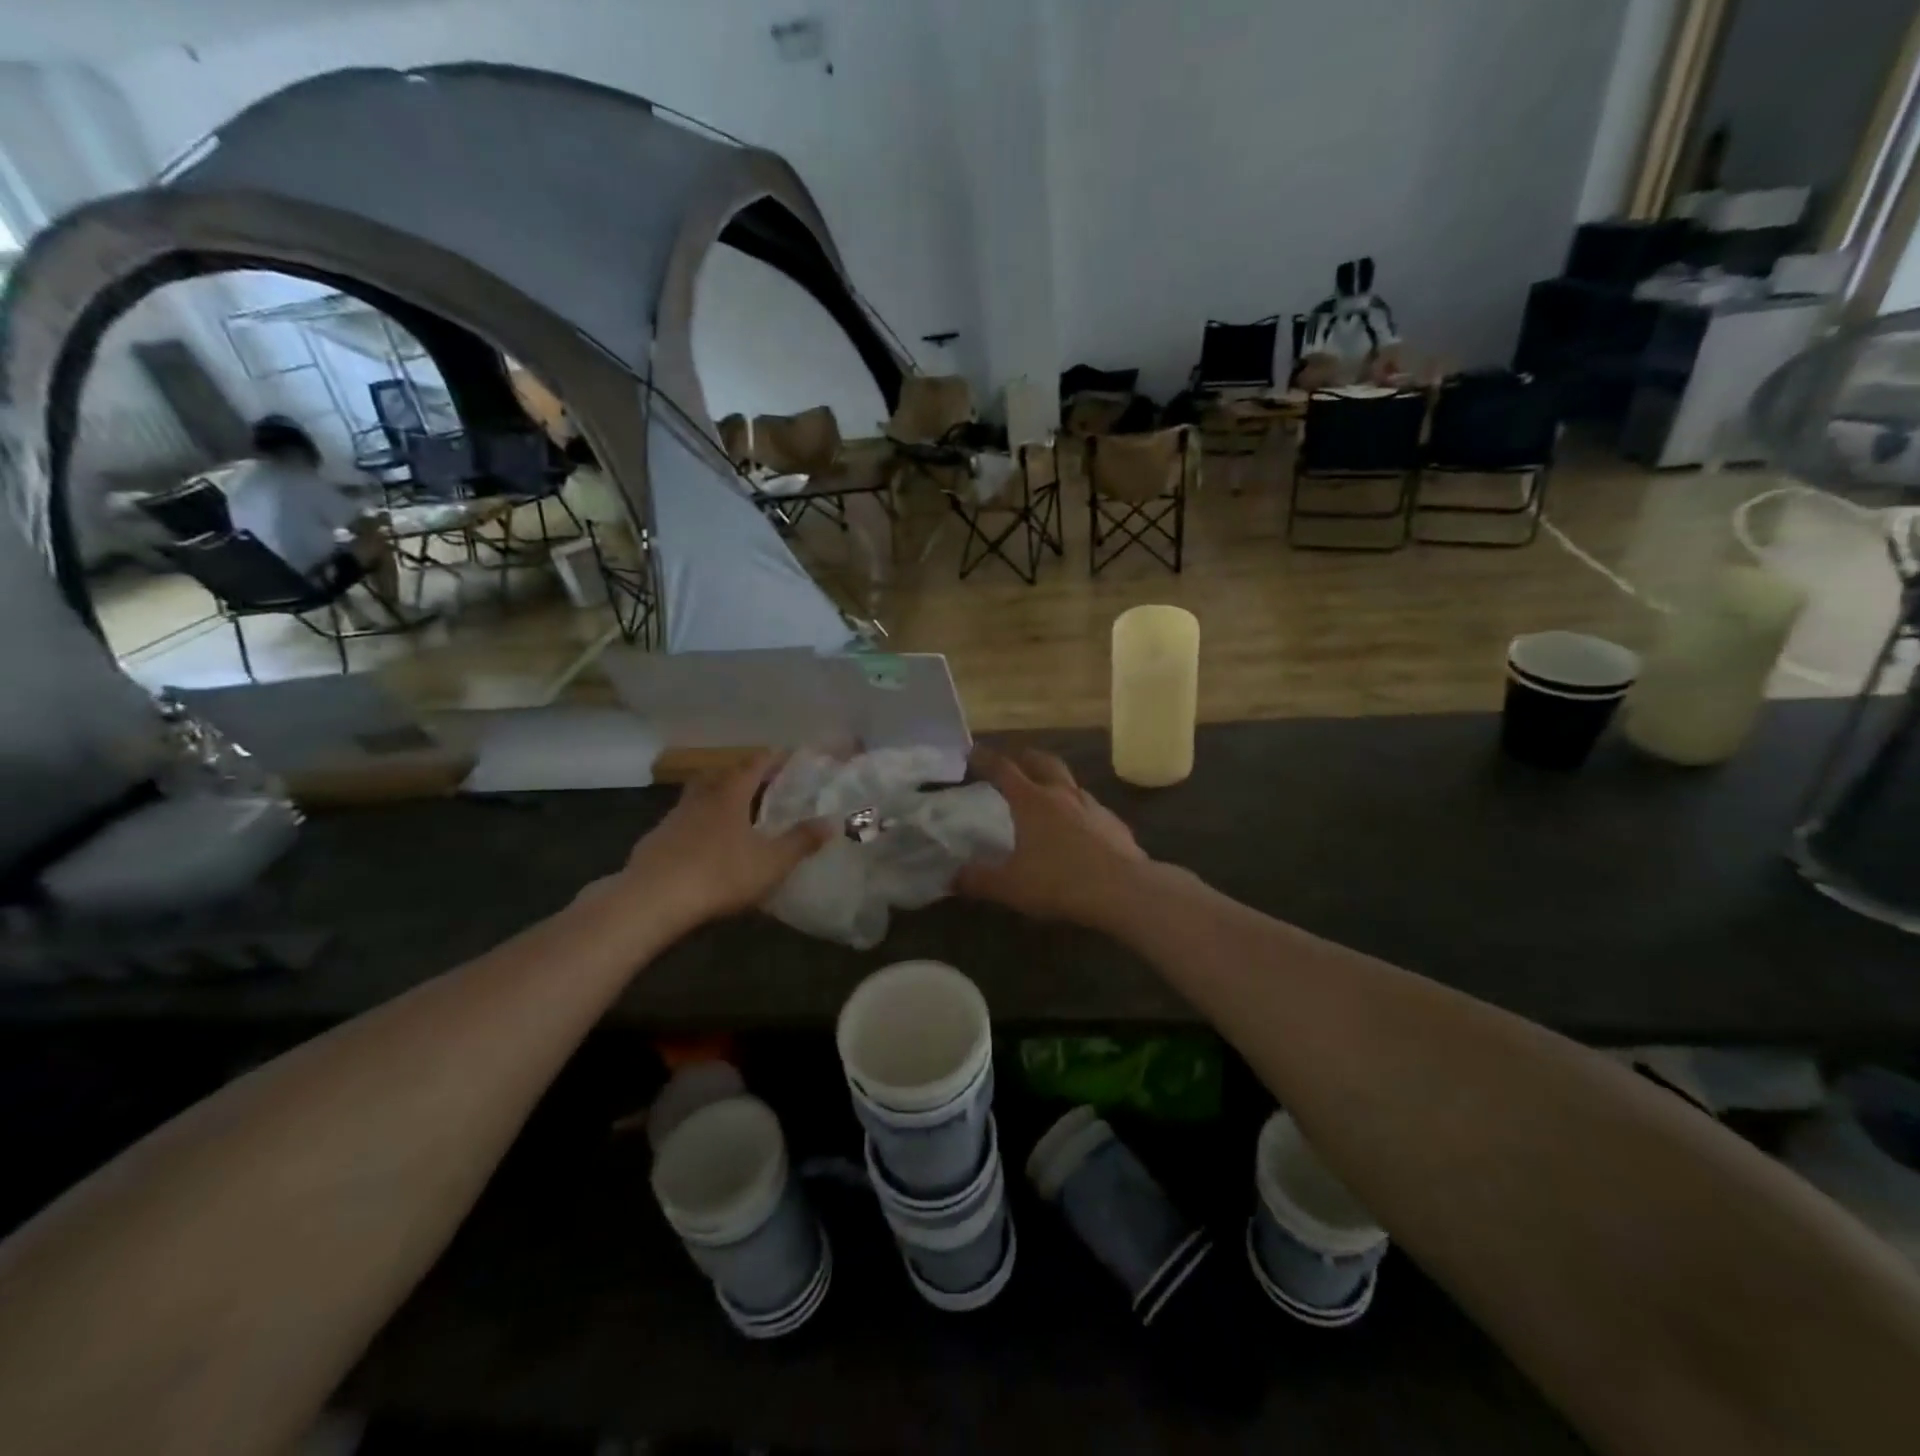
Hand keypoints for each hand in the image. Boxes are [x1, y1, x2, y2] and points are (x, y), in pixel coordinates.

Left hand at [594, 753, 829, 937]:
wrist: (652, 900)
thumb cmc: (719, 874)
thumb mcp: (771, 862)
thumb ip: (801, 841)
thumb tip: (832, 822)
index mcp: (730, 795)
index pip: (754, 765)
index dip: (772, 758)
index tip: (787, 754)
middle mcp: (701, 798)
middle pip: (722, 775)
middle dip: (742, 774)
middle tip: (761, 781)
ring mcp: (674, 818)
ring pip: (698, 796)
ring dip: (716, 795)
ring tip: (733, 808)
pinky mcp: (656, 841)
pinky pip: (682, 821)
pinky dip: (697, 823)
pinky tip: (703, 842)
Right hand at [957, 746, 1147, 927]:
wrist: (1123, 890)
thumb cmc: (1059, 881)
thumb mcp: (1010, 886)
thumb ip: (979, 880)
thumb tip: (953, 877)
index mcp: (1032, 801)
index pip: (1004, 770)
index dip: (986, 760)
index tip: (974, 752)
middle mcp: (1063, 794)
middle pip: (1043, 762)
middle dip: (1027, 758)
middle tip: (1017, 761)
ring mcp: (1093, 806)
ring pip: (1071, 784)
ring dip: (1057, 783)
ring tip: (1049, 796)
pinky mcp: (1115, 824)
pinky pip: (1093, 810)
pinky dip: (1081, 812)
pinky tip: (1081, 830)